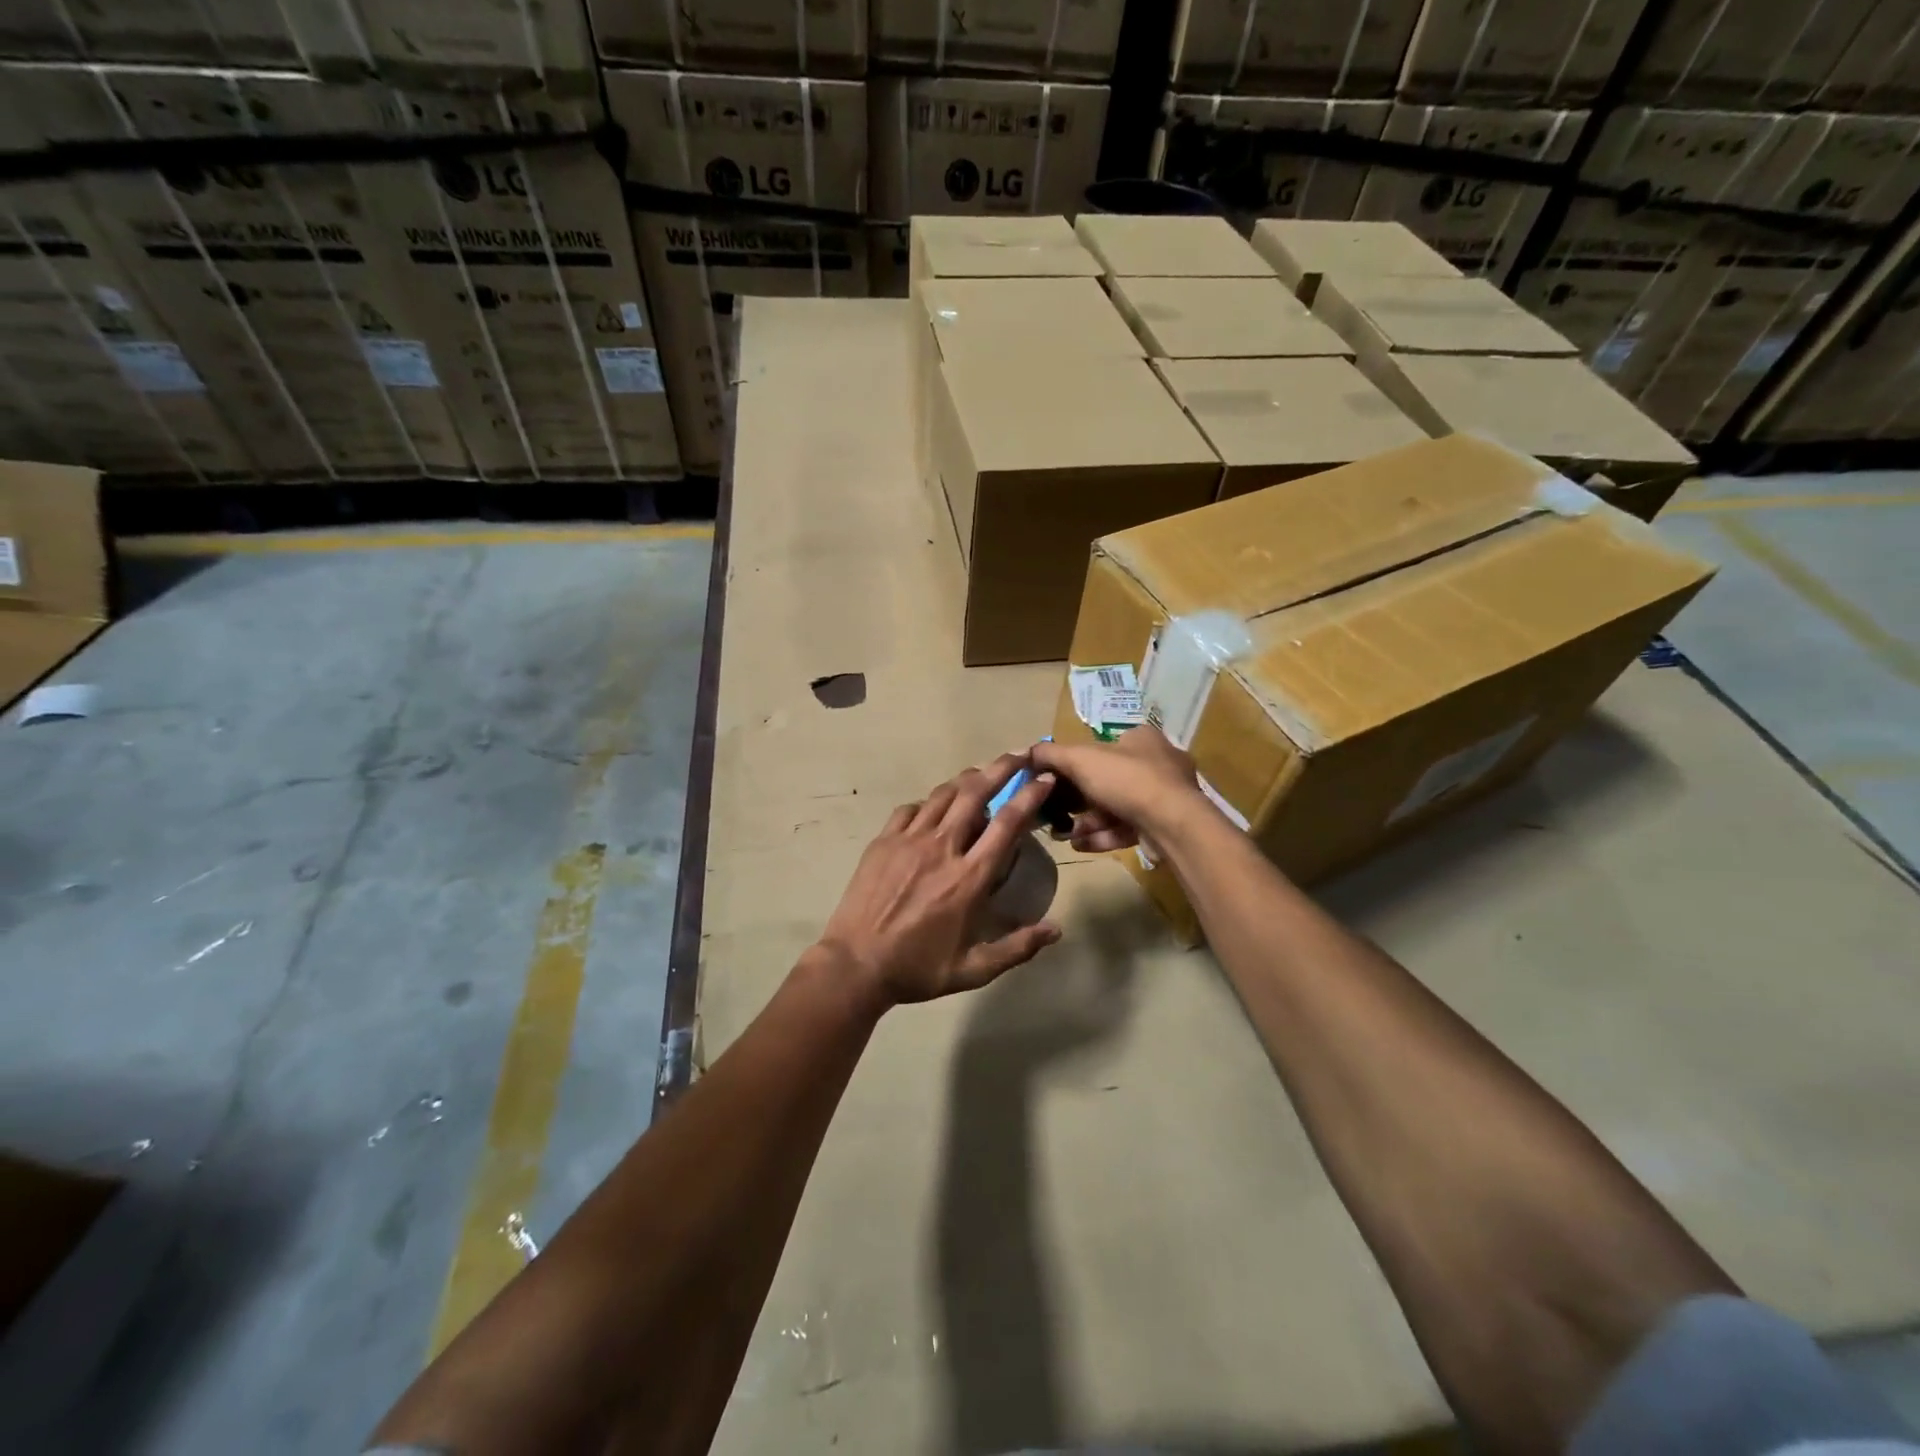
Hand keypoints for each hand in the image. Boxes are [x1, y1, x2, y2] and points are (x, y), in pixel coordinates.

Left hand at [816, 754, 1061, 1009]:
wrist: (855, 965)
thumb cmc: (918, 968)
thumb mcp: (974, 969)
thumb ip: (1018, 947)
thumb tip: (1057, 929)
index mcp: (969, 877)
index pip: (1007, 823)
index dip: (1029, 795)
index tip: (1043, 778)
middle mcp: (942, 848)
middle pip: (976, 793)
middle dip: (1001, 768)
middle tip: (1019, 754)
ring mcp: (908, 840)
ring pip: (943, 795)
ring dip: (966, 779)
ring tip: (981, 773)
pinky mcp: (882, 841)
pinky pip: (910, 810)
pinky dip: (928, 803)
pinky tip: (933, 809)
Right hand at [1031, 727, 1203, 853]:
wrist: (1174, 824)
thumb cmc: (1127, 780)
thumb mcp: (1081, 759)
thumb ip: (1050, 754)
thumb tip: (1026, 753)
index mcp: (1140, 739)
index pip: (1101, 747)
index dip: (1073, 765)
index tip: (1051, 783)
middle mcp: (1156, 764)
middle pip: (1104, 781)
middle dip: (1075, 801)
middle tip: (1052, 814)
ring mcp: (1163, 797)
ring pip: (1114, 808)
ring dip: (1085, 821)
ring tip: (1062, 834)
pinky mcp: (1163, 826)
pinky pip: (1125, 828)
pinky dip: (1101, 835)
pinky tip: (1079, 845)